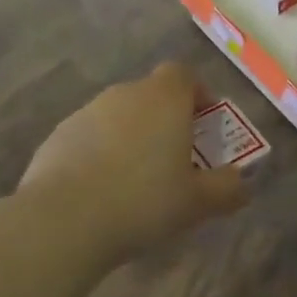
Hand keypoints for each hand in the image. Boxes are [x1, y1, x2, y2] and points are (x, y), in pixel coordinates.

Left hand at [20, 62, 246, 260]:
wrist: (63, 221)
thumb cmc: (144, 201)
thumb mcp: (199, 202)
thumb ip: (227, 188)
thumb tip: (240, 183)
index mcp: (164, 99)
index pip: (184, 74)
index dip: (197, 93)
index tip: (205, 123)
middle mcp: (124, 95)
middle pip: (151, 95)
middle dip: (166, 120)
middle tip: (177, 159)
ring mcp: (85, 113)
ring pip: (119, 117)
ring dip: (132, 137)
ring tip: (137, 180)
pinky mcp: (56, 137)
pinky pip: (90, 138)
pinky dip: (100, 154)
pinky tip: (102, 192)